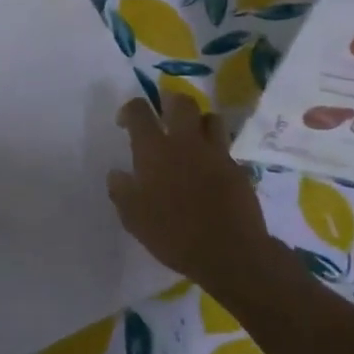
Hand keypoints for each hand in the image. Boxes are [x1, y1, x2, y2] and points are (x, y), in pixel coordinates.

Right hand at [108, 94, 272, 283]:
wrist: (229, 252)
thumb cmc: (173, 234)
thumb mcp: (134, 219)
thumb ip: (121, 191)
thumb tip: (117, 173)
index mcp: (155, 150)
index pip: (140, 111)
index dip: (130, 109)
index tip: (126, 122)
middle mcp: (185, 142)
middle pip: (181, 102)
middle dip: (169, 101)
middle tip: (163, 115)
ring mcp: (215, 153)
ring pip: (210, 118)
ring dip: (198, 121)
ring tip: (190, 136)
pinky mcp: (236, 168)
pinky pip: (224, 148)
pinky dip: (214, 150)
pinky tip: (208, 168)